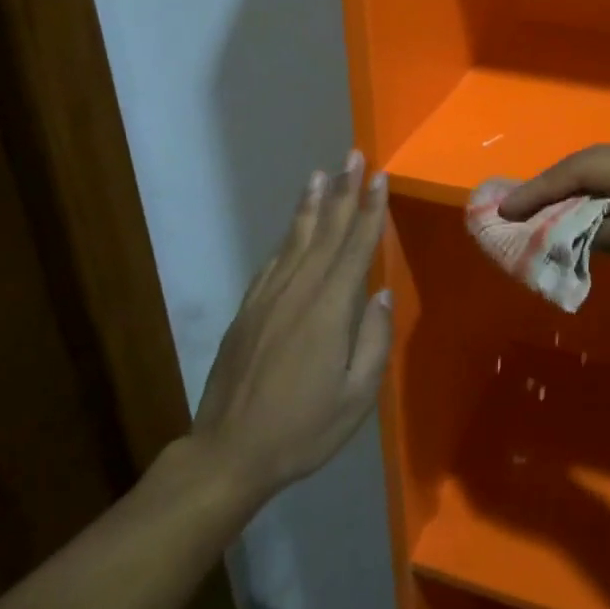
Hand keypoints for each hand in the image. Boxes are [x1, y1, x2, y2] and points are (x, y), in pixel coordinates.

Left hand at [191, 151, 392, 503]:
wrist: (229, 452)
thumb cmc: (303, 428)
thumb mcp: (356, 396)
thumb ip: (373, 341)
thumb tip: (380, 295)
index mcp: (329, 310)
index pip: (355, 247)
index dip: (369, 210)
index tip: (380, 177)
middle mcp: (298, 292)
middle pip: (325, 232)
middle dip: (343, 191)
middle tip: (352, 156)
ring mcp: (268, 297)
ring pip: (296, 239)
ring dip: (311, 204)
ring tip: (320, 174)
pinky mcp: (249, 309)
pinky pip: (274, 261)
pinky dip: (287, 236)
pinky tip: (294, 225)